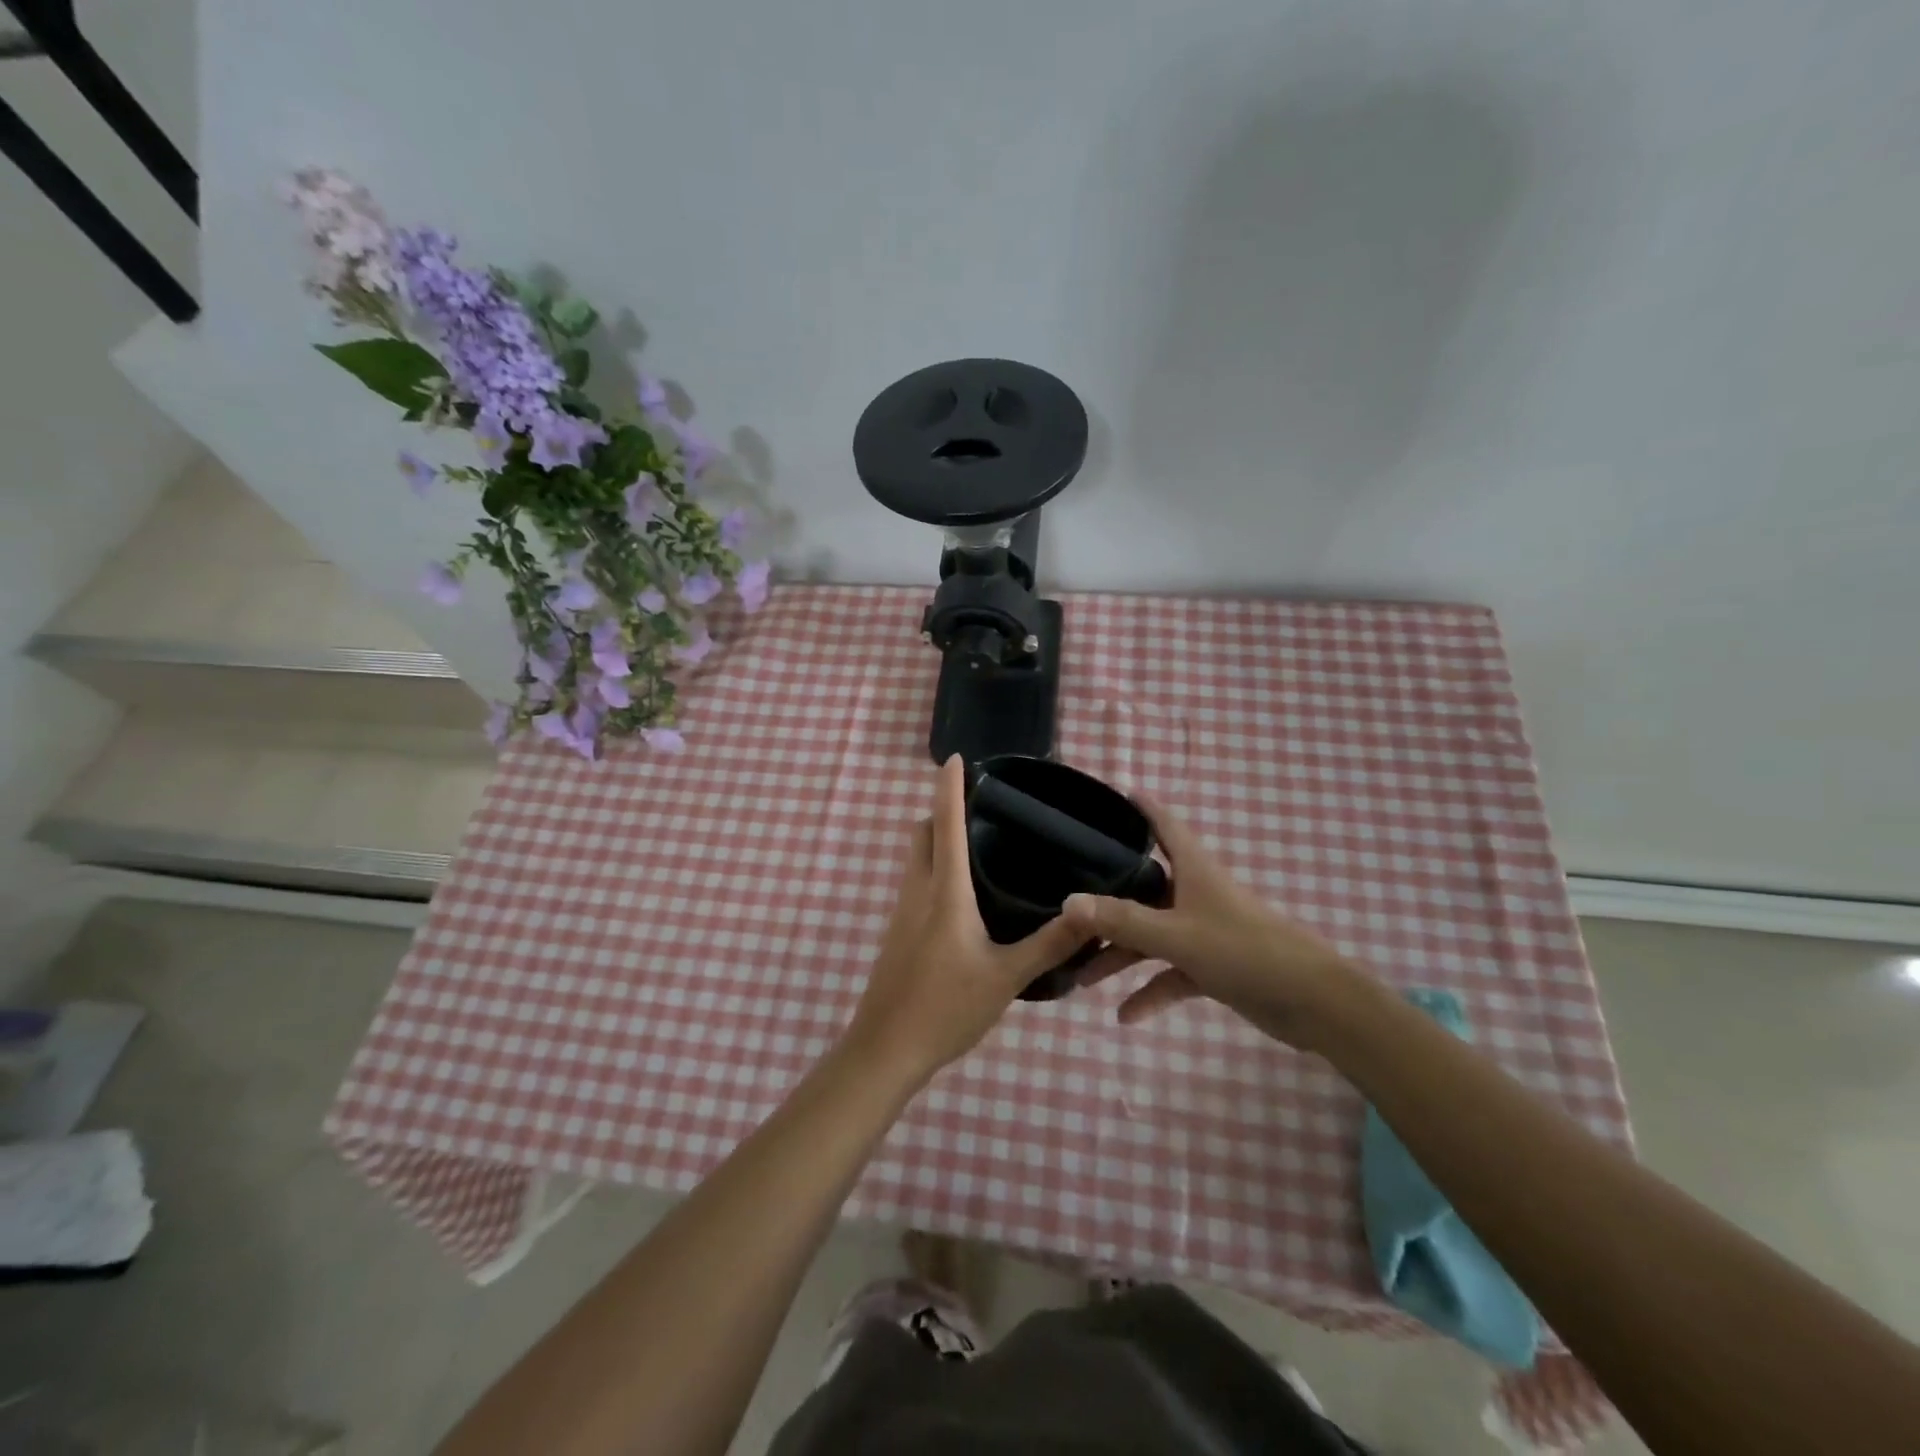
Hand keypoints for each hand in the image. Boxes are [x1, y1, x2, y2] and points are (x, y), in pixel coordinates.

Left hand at [844, 756, 1088, 1086]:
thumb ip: (1051, 944)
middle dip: (943, 810)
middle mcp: (918, 891)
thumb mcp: (1007, 977)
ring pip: (916, 858)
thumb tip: (1093, 911)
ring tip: (980, 842)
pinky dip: (935, 867)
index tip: (956, 758)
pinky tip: (964, 893)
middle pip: (922, 833)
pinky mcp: (898, 932)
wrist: (885, 1050)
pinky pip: (916, 882)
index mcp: (945, 892)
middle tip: (983, 806)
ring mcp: (902, 912)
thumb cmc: (945, 1008)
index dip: (950, 787)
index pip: (945, 824)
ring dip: (938, 839)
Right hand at [1062, 798, 1360, 1047]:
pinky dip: (1150, 991)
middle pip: (1143, 889)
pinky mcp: (1214, 967)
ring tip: (1081, 977)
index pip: (1163, 825)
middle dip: (1107, 901)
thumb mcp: (1177, 935)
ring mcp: (1204, 932)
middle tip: (1068, 907)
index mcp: (1194, 870)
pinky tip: (1124, 1016)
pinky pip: (1171, 974)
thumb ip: (1123, 921)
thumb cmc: (1245, 950)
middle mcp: (1195, 894)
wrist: (1315, 1002)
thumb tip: (1069, 902)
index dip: (1140, 808)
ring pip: (1152, 936)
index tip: (1111, 796)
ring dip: (1121, 956)